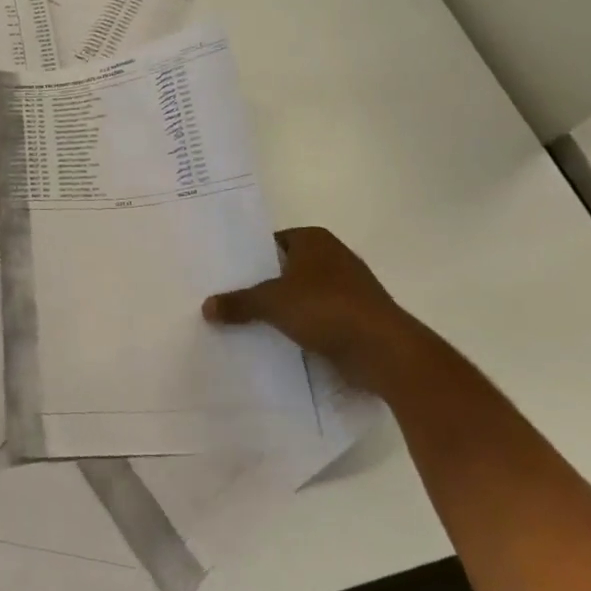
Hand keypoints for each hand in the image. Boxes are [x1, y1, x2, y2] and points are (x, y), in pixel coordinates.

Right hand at [202, 226, 417, 390]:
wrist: (384, 351)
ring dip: (283, 308)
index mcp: (315, 240)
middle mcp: (333, 257)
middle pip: (286, 268)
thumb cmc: (326, 308)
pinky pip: (319, 318)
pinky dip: (302, 328)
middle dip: (263, 284)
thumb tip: (206, 307)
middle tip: (230, 298)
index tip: (227, 273)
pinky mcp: (357, 318)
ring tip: (247, 322)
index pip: (272, 241)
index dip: (250, 256)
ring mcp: (349, 289)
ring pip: (303, 295)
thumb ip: (239, 302)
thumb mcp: (272, 302)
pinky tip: (279, 341)